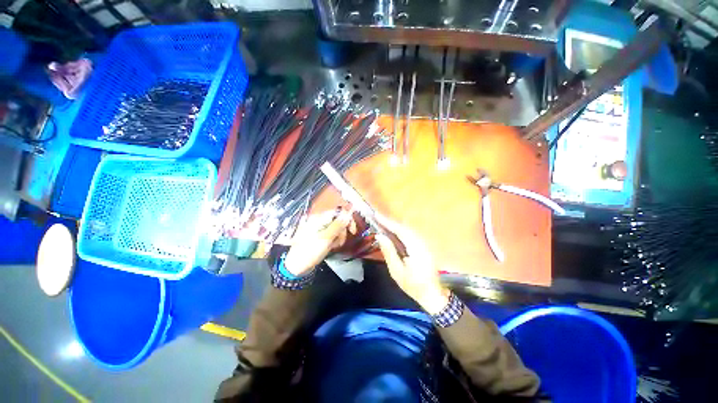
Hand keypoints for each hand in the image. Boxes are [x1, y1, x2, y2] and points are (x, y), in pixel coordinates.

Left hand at [284, 209, 356, 275]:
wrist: (297, 267)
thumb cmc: (310, 251)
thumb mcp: (326, 238)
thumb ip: (337, 225)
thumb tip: (347, 214)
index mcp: (318, 218)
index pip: (337, 213)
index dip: (346, 220)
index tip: (352, 230)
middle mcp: (319, 221)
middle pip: (337, 221)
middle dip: (341, 231)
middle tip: (340, 242)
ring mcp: (319, 229)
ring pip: (336, 229)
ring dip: (338, 237)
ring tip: (334, 246)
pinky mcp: (320, 236)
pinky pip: (331, 235)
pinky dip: (334, 240)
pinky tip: (331, 247)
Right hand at [375, 215, 449, 314]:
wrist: (433, 294)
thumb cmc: (413, 285)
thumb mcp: (397, 271)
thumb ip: (389, 252)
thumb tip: (379, 236)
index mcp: (416, 249)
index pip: (400, 230)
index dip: (388, 222)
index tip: (377, 215)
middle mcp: (422, 243)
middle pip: (404, 228)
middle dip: (390, 222)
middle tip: (377, 218)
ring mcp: (424, 244)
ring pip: (408, 230)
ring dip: (395, 226)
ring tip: (383, 223)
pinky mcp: (424, 246)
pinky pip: (411, 234)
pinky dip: (401, 231)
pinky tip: (394, 232)